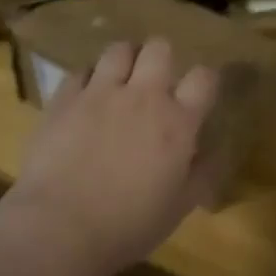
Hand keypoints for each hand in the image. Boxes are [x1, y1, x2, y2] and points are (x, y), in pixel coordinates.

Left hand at [4, 38, 219, 275]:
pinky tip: (84, 98)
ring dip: (124, 60)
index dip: (205, 80)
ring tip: (119, 81)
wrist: (60, 227)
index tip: (199, 93)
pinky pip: (80, 71)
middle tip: (154, 81)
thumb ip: (201, 173)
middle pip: (159, 48)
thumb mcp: (179, 208)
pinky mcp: (64, 98)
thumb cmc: (128, 226)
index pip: (204, 78)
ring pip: (118, 49)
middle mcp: (142, 96)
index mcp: (177, 123)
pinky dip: (87, 80)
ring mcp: (100, 93)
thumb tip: (215, 151)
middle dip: (160, 58)